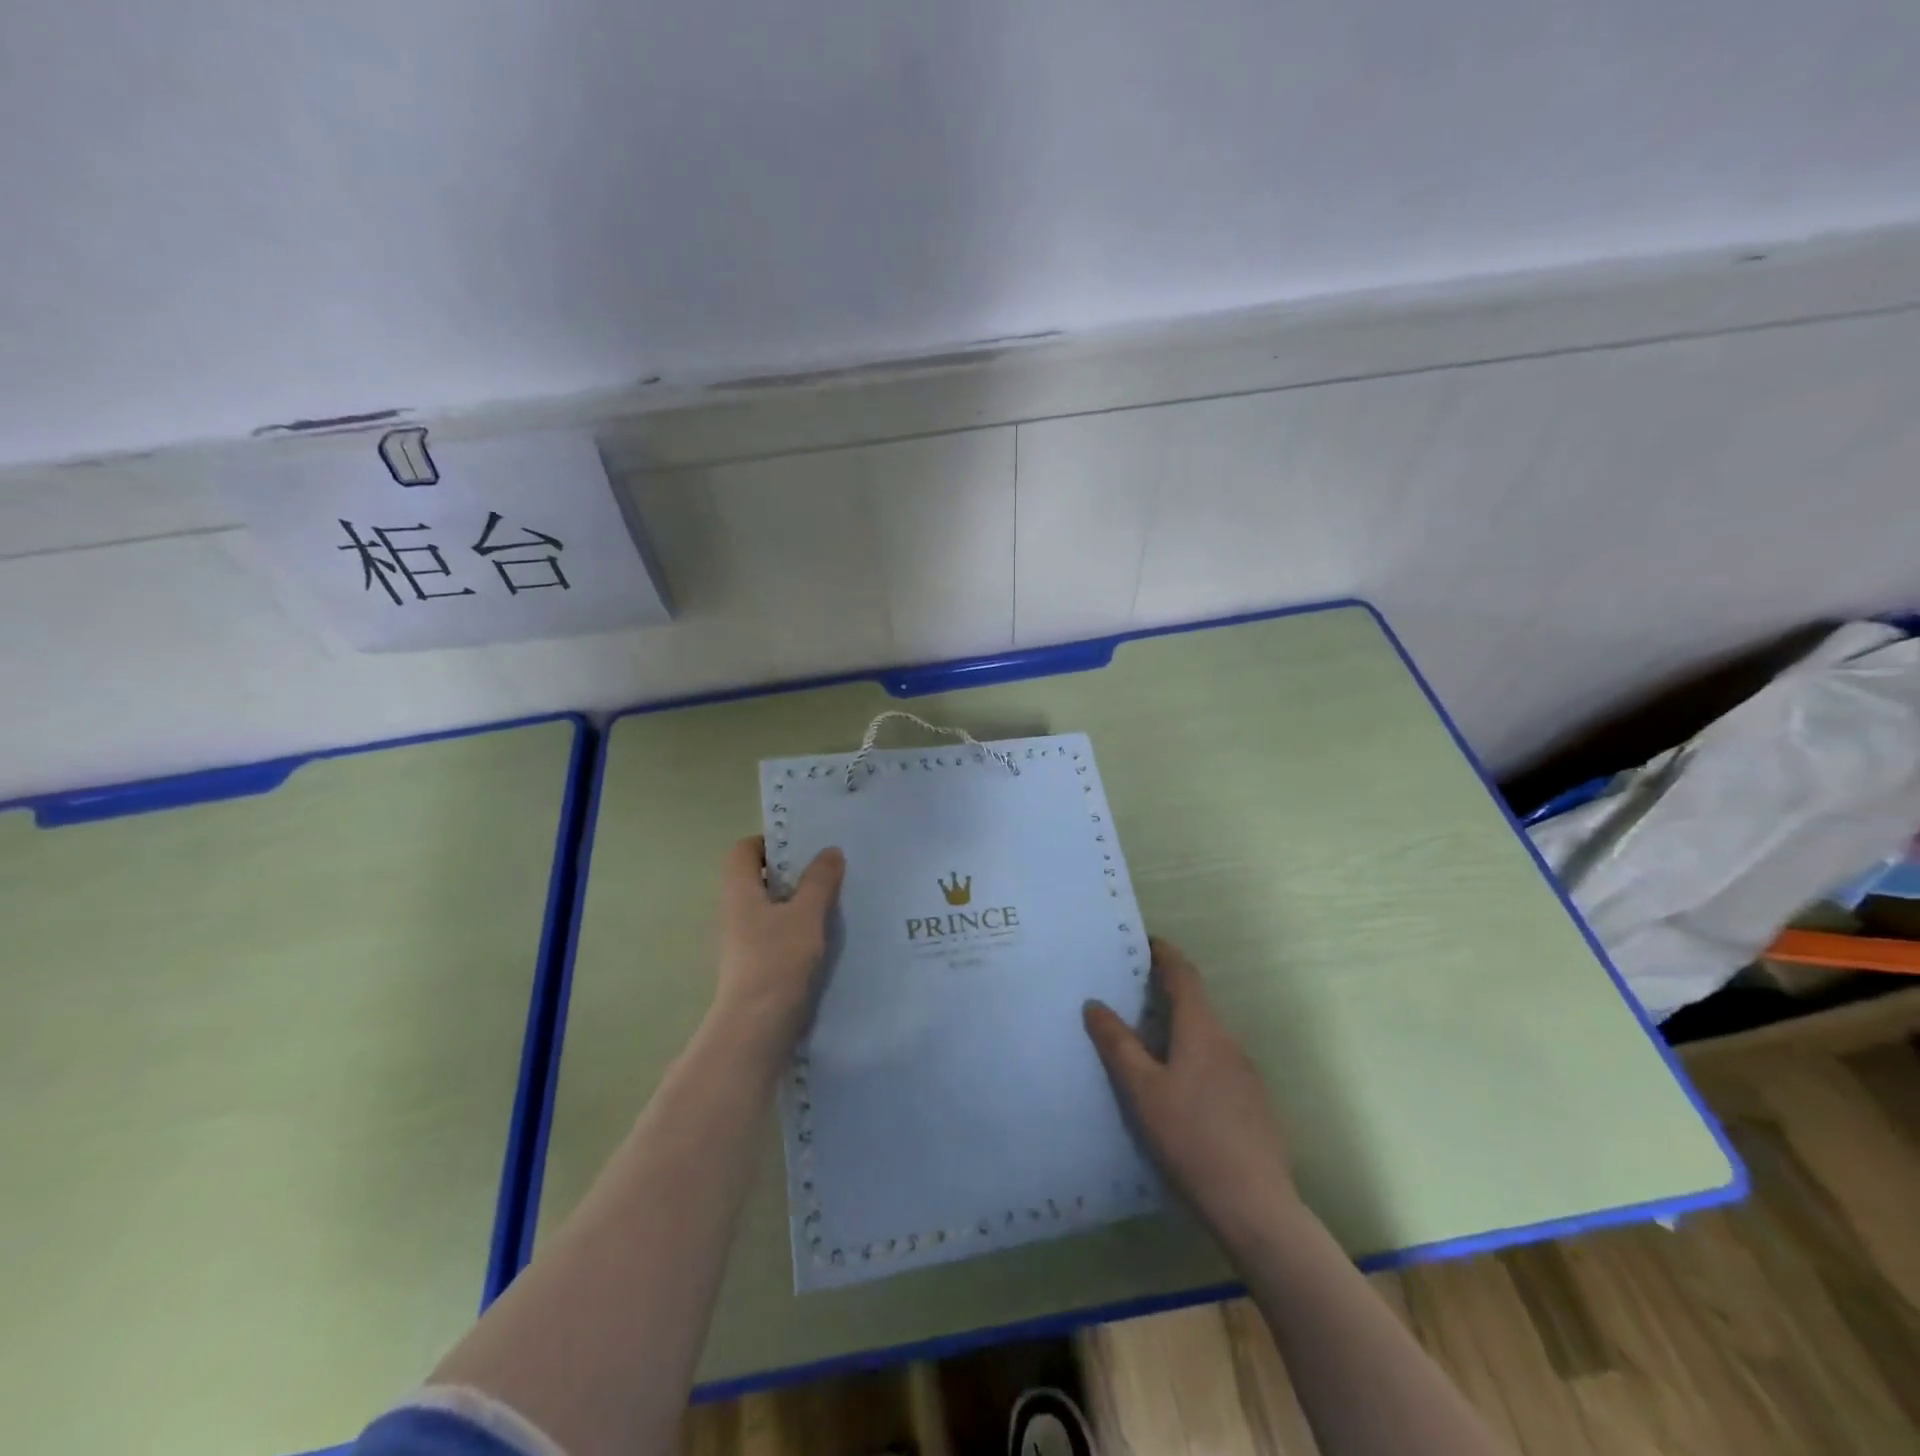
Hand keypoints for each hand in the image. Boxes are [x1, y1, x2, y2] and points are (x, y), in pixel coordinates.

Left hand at [712, 836, 844, 1049]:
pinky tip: (826, 936)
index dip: (769, 842)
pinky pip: (777, 934)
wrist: (756, 1027)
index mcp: (740, 891)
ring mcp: (744, 941)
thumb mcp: (806, 914)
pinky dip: (798, 928)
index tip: (802, 847)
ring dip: (798, 901)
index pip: (743, 851)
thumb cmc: (777, 960)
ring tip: (834, 900)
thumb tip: (830, 850)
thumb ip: (819, 881)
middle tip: (827, 869)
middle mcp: (735, 912)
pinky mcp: (756, 965)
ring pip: (771, 908)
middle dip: (791, 872)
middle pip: (758, 878)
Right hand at [1084, 939, 1299, 1248]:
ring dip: (1179, 1028)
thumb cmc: (1191, 1139)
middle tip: (1131, 994)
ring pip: (1207, 1036)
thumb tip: (1095, 1004)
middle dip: (1166, 992)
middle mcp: (1229, 1042)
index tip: (1145, 942)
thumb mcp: (1143, 1091)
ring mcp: (1246, 1074)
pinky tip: (1178, 1088)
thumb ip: (1118, 1045)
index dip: (1165, 954)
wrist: (1256, 1206)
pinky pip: (1217, 1063)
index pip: (1184, 975)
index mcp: (1203, 1031)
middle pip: (1196, 1004)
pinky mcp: (1253, 1103)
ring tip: (1147, 1042)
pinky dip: (1193, 1056)